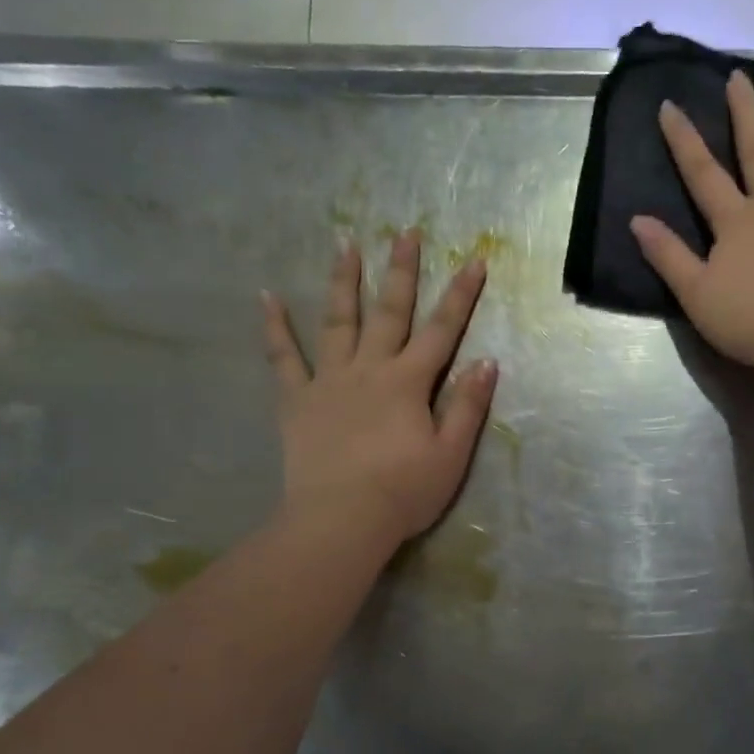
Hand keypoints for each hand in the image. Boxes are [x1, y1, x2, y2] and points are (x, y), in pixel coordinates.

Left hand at [263, 232, 496, 543]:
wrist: (340, 521)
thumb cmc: (403, 493)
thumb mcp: (451, 455)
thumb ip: (468, 406)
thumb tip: (487, 361)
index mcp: (409, 383)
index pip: (442, 330)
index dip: (461, 295)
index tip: (474, 260)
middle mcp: (369, 369)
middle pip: (389, 311)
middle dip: (401, 270)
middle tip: (406, 231)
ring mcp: (329, 381)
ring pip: (338, 321)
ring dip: (344, 281)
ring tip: (345, 243)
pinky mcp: (297, 400)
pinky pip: (283, 357)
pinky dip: (275, 327)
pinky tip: (266, 297)